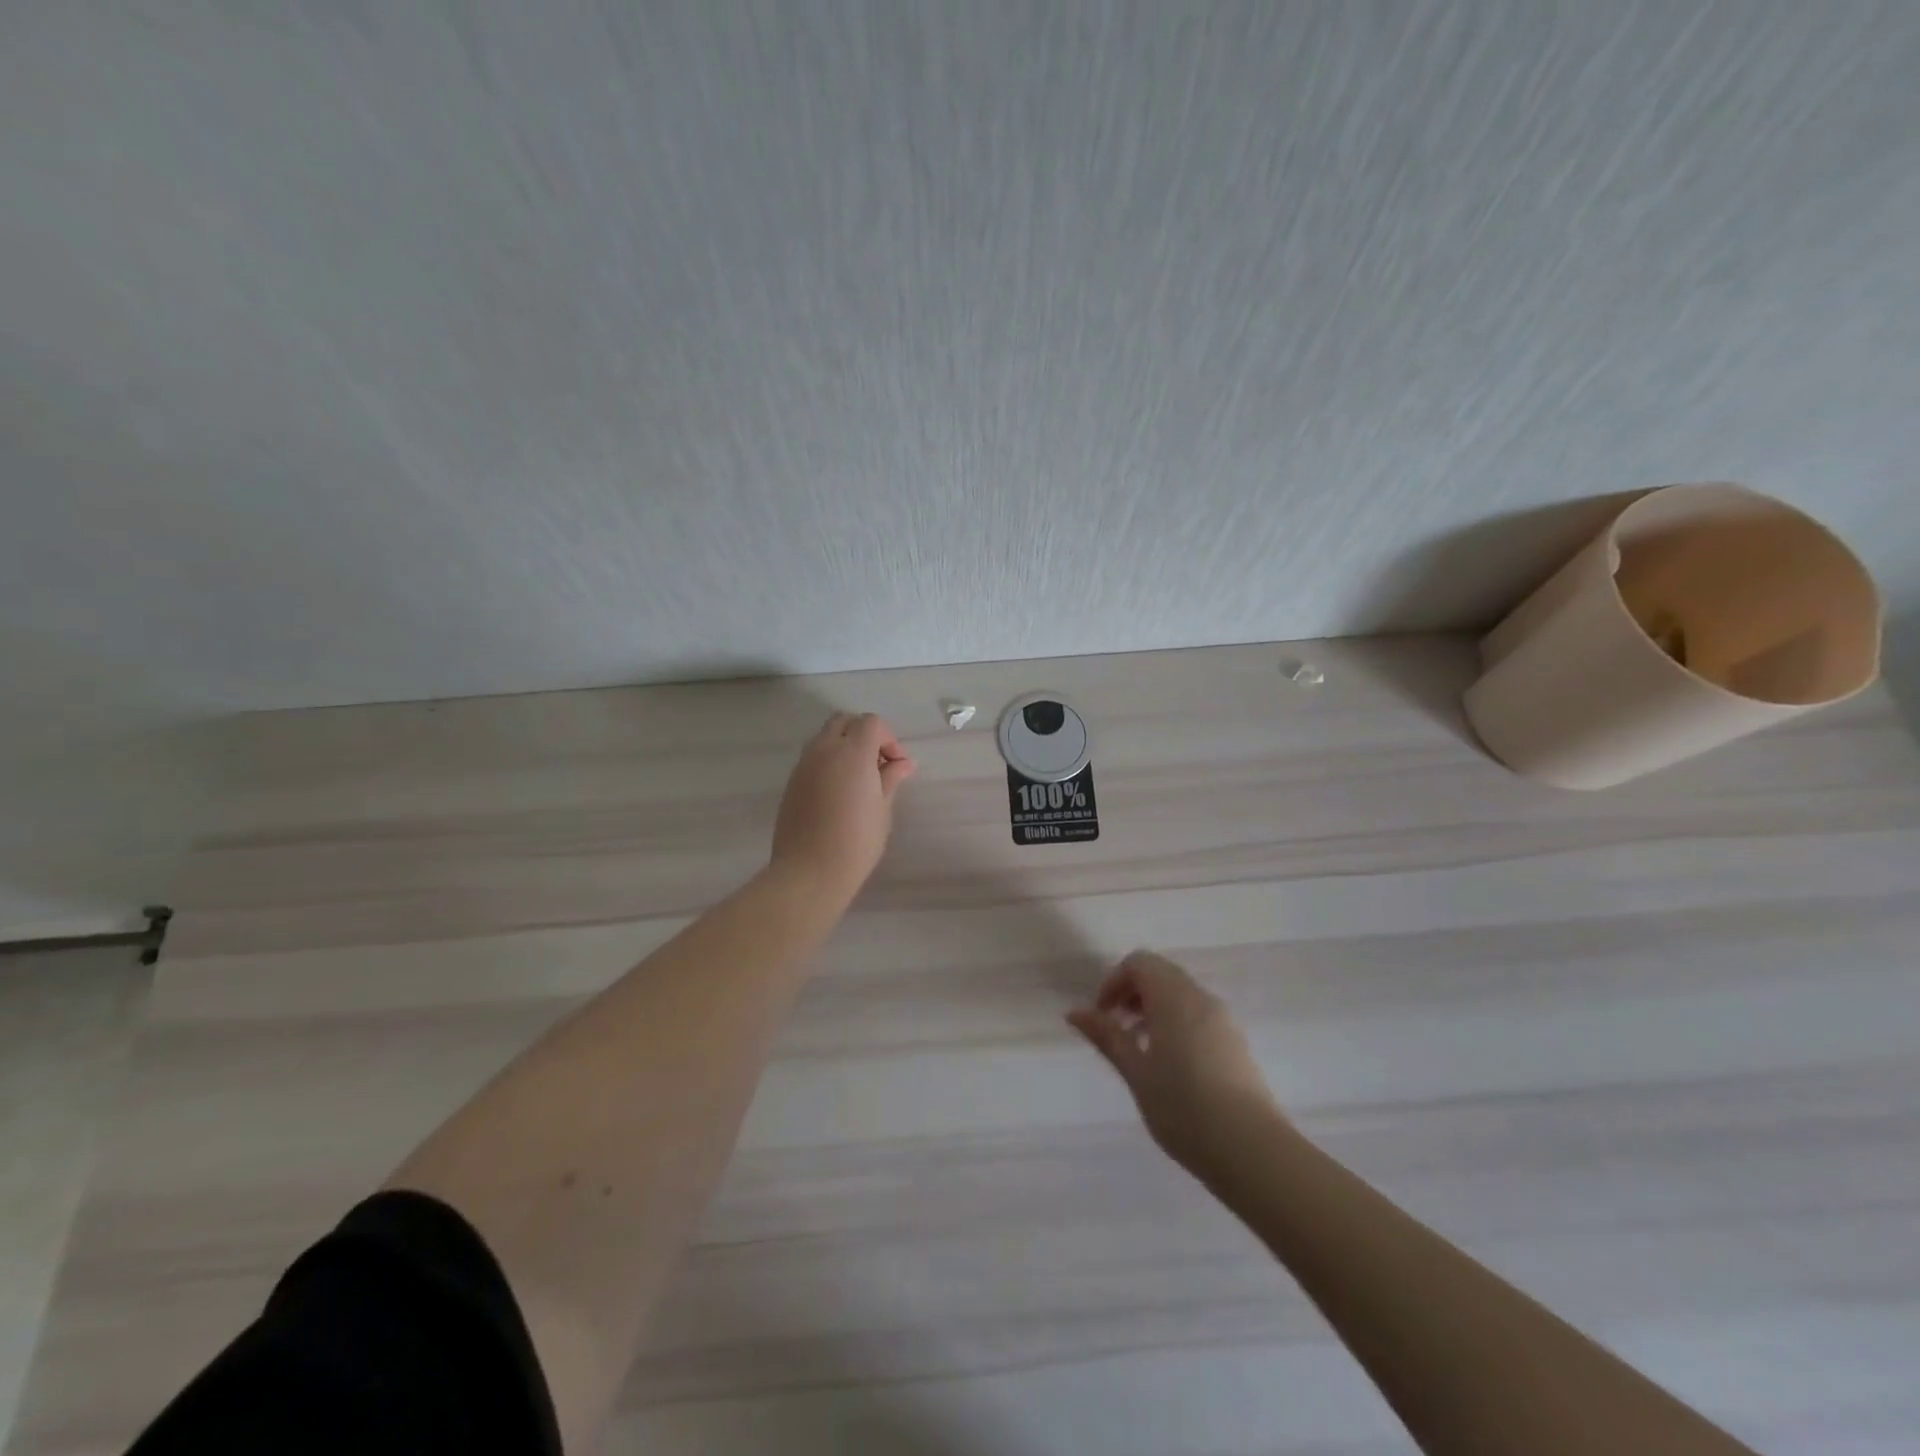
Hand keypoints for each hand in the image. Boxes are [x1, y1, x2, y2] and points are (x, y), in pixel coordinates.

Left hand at [769, 713, 915, 903]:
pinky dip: (829, 762)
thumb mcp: (882, 809)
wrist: (809, 872)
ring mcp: (803, 765)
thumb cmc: (856, 842)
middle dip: (864, 734)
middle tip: (878, 764)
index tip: (896, 766)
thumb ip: (890, 778)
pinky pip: (813, 758)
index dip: (889, 739)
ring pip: (825, 737)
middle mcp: (824, 750)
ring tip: (859, 779)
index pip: (871, 723)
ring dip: (844, 746)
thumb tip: (902, 763)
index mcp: (852, 752)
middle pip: (844, 721)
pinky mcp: (792, 782)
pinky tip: (839, 792)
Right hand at [1068, 951, 1281, 1176]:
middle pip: (1161, 974)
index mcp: (1174, 998)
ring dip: (1154, 1009)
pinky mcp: (1236, 1042)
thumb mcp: (1136, 1072)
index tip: (1102, 1016)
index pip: (1140, 963)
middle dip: (1133, 994)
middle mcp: (1201, 998)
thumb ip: (1107, 1036)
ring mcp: (1223, 1020)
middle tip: (1117, 1030)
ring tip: (1140, 1051)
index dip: (1114, 981)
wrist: (1252, 1150)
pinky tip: (1170, 1066)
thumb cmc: (1184, 1108)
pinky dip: (1176, 1022)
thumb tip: (1075, 1012)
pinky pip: (1199, 1014)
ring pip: (1181, 995)